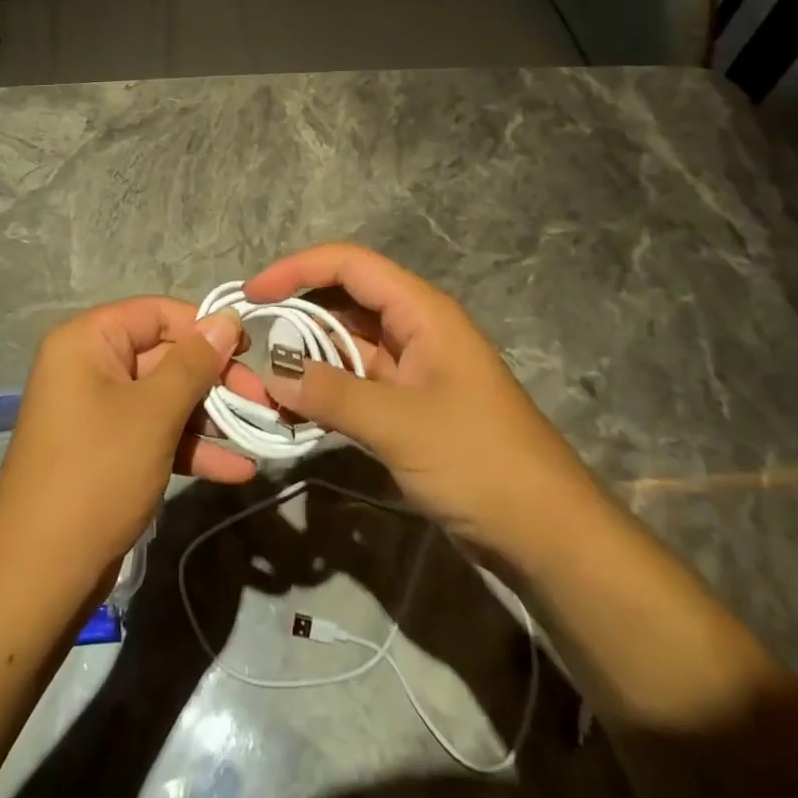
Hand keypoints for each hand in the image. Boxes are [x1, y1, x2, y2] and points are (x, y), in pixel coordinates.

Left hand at [0, 297, 258, 586]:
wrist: (39, 576)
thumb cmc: (96, 474)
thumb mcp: (153, 413)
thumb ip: (194, 362)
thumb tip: (228, 318)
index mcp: (88, 341)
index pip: (157, 313)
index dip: (204, 327)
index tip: (249, 350)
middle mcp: (90, 366)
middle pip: (165, 355)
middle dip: (216, 379)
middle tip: (263, 399)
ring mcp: (99, 411)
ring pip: (165, 397)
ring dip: (211, 416)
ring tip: (261, 433)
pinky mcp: (109, 451)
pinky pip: (155, 433)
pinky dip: (191, 447)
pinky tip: (237, 469)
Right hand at [246, 244, 597, 548]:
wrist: (547, 532)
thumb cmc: (478, 460)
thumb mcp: (399, 424)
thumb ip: (332, 393)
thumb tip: (273, 374)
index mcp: (421, 311)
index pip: (350, 265)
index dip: (297, 269)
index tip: (254, 294)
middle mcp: (416, 328)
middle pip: (345, 301)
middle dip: (297, 314)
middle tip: (250, 339)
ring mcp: (414, 368)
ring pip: (349, 344)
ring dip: (309, 357)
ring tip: (264, 378)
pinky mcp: (411, 405)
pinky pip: (358, 382)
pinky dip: (327, 390)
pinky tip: (296, 409)